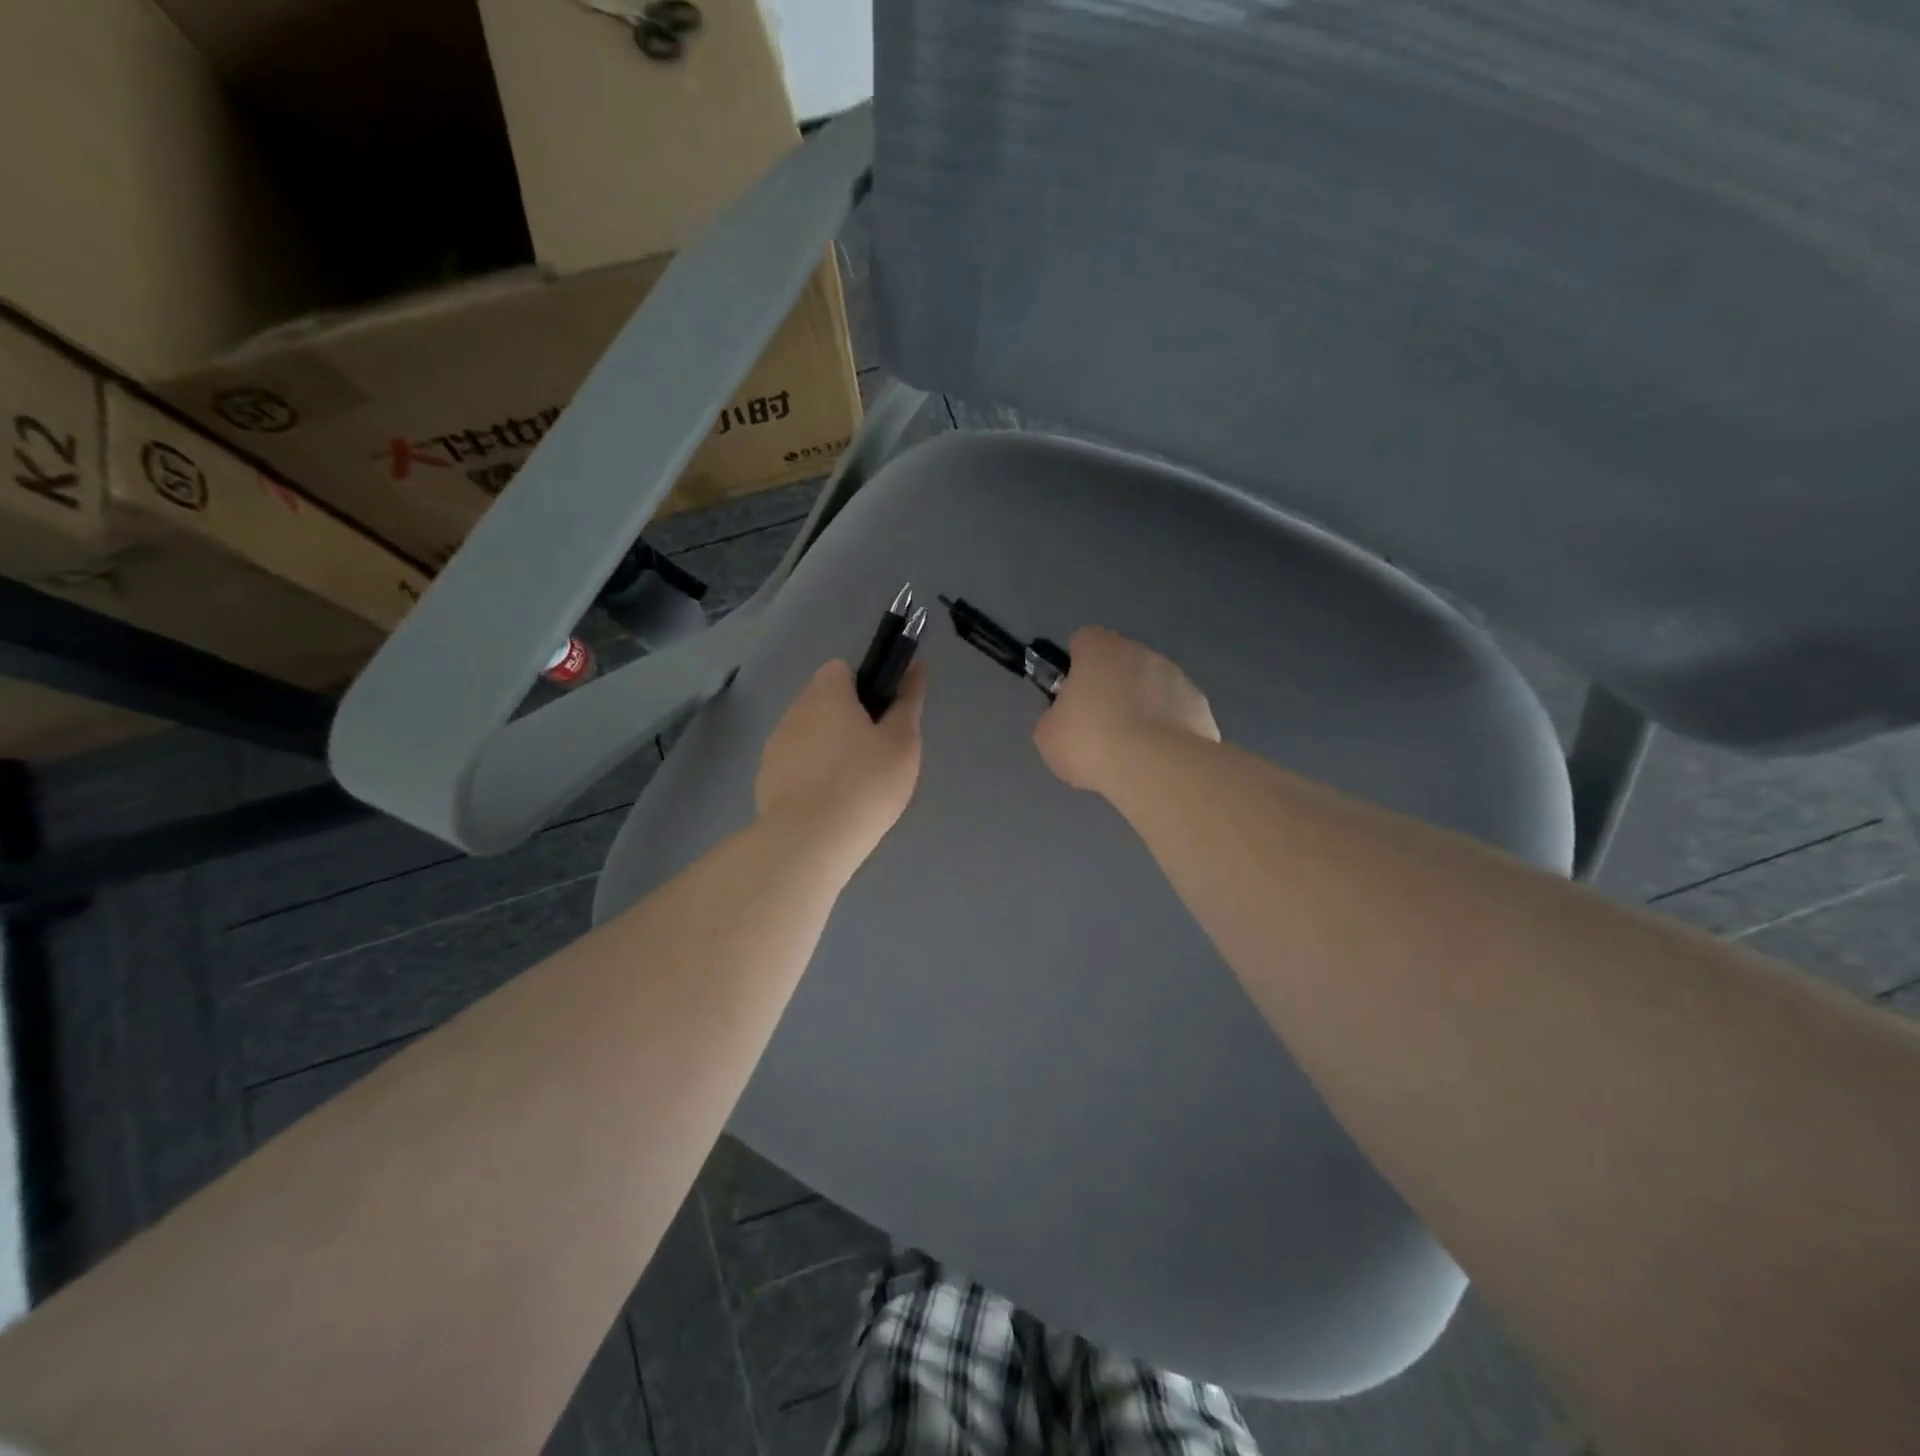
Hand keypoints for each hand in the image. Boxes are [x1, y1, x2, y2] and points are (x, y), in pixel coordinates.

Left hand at [756, 659, 927, 862]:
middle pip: (822, 700)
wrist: (810, 840)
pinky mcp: (765, 778)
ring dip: (826, 746)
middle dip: (845, 718)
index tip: (881, 718)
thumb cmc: (865, 783)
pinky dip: (809, 774)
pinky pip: (793, 764)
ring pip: (807, 733)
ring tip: (851, 784)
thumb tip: (917, 667)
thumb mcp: (902, 742)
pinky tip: (827, 803)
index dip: (863, 687)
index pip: (840, 669)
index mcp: (827, 693)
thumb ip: (908, 701)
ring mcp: (775, 745)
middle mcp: (795, 710)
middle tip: (873, 754)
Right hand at [1034, 627, 1218, 792]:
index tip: (1071, 696)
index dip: (1075, 666)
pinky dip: (1168, 730)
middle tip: (1098, 729)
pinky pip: (1176, 714)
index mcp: (1100, 650)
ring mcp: (1177, 678)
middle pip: (1120, 663)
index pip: (1083, 640)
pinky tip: (1157, 759)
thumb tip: (1066, 721)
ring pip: (1152, 687)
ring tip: (1131, 751)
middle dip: (1111, 689)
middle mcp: (1141, 653)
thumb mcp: (1049, 736)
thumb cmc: (1091, 742)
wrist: (1155, 769)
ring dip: (1142, 708)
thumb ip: (1054, 718)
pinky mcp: (1201, 707)